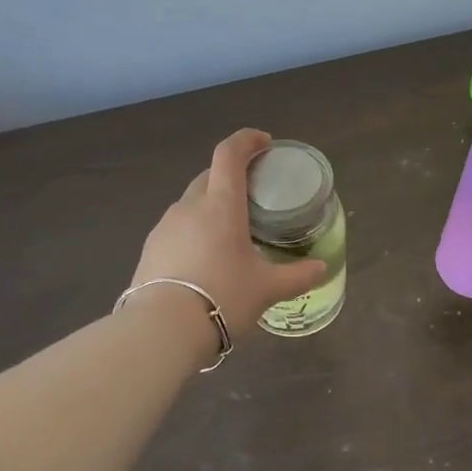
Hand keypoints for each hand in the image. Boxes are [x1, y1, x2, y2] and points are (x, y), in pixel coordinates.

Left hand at [130, 129, 328, 333]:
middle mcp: (190, 206)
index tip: (264, 142)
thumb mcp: (267, 289)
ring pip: (191, 202)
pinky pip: (177, 227)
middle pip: (209, 175)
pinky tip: (204, 257)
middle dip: (231, 174)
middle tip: (253, 192)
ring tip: (229, 230)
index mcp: (221, 205)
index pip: (230, 154)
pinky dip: (194, 229)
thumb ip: (297, 275)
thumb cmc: (223, 297)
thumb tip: (322, 268)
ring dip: (211, 204)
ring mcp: (165, 226)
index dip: (246, 140)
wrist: (161, 330)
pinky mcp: (150, 248)